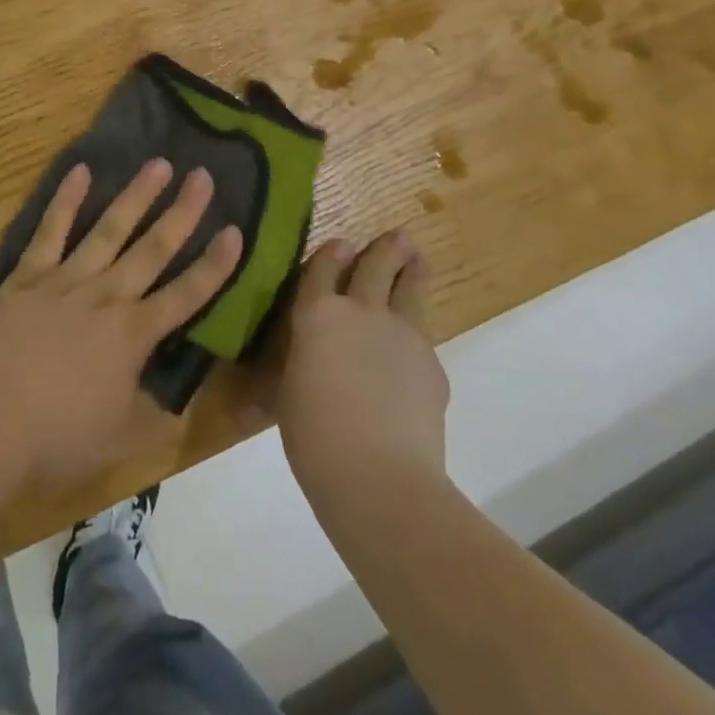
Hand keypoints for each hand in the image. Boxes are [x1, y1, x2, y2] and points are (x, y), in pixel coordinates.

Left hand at [0, 159, 242, 489]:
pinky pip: (51, 231)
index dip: (215, 265)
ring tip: (158, 163)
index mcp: (134, 335)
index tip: (236, 231)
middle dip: (183, 212)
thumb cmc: (56, 436)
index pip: (186, 295)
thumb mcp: (120, 439)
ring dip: (135, 196)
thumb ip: (153, 414)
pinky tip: (80, 170)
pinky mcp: (28, 275)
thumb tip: (175, 396)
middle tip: (203, 175)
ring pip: (109, 229)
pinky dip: (66, 200)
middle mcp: (107, 296)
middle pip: (153, 248)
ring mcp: (66, 280)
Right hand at [269, 231, 450, 501]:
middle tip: (397, 236)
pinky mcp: (432, 363)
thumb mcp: (288, 395)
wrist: (380, 478)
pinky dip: (417, 332)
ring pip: (411, 287)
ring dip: (413, 269)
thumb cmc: (314, 437)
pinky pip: (423, 335)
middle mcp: (361, 311)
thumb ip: (296, 368)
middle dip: (386, 248)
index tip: (341, 243)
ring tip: (417, 258)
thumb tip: (281, 378)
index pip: (324, 268)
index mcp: (317, 315)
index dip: (332, 253)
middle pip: (376, 265)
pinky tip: (414, 347)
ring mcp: (401, 333)